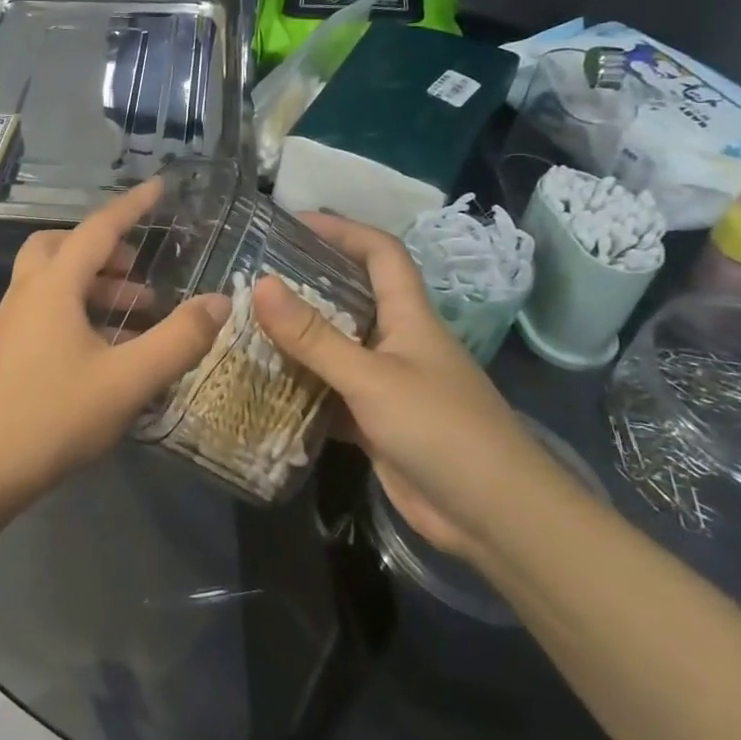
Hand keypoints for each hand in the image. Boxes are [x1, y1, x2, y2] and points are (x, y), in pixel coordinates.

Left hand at [0, 179, 231, 500]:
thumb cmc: (52, 416)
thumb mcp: (127, 380)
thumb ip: (178, 340)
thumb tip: (220, 301)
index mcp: (54, 285)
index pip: (99, 228)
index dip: (132, 206)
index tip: (159, 187)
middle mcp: (28, 292)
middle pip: (63, 246)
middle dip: (105, 249)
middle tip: (139, 271)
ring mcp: (11, 321)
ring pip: (54, 280)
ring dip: (94, 284)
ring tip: (135, 314)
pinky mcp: (6, 349)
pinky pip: (46, 308)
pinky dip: (78, 310)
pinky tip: (104, 350)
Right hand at [252, 213, 554, 558]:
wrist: (494, 518)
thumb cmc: (441, 430)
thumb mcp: (370, 378)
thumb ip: (313, 336)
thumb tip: (260, 284)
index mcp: (409, 316)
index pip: (380, 253)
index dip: (342, 230)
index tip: (293, 221)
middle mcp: (398, 342)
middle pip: (351, 296)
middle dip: (307, 280)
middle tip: (254, 275)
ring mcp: (388, 384)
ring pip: (336, 347)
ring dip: (298, 337)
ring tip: (246, 323)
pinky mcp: (377, 422)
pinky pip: (331, 392)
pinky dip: (301, 386)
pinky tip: (264, 383)